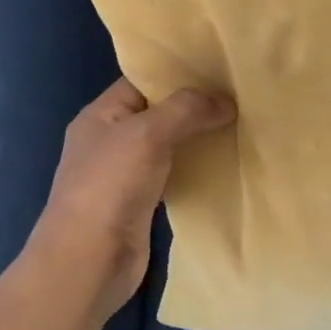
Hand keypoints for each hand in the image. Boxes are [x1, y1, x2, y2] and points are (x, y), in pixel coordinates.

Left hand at [22, 77, 235, 319]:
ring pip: (170, 144)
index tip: (220, 68)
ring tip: (241, 124)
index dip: (178, 73)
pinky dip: (197, 167)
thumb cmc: (109, 187)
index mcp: (101, 115)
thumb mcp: (146, 134)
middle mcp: (111, 139)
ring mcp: (126, 173)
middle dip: (196, 106)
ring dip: (199, 137)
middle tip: (240, 96)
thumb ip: (186, 110)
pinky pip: (175, 174)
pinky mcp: (142, 202)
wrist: (89, 261)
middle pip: (159, 113)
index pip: (142, 81)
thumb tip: (226, 102)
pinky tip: (225, 162)